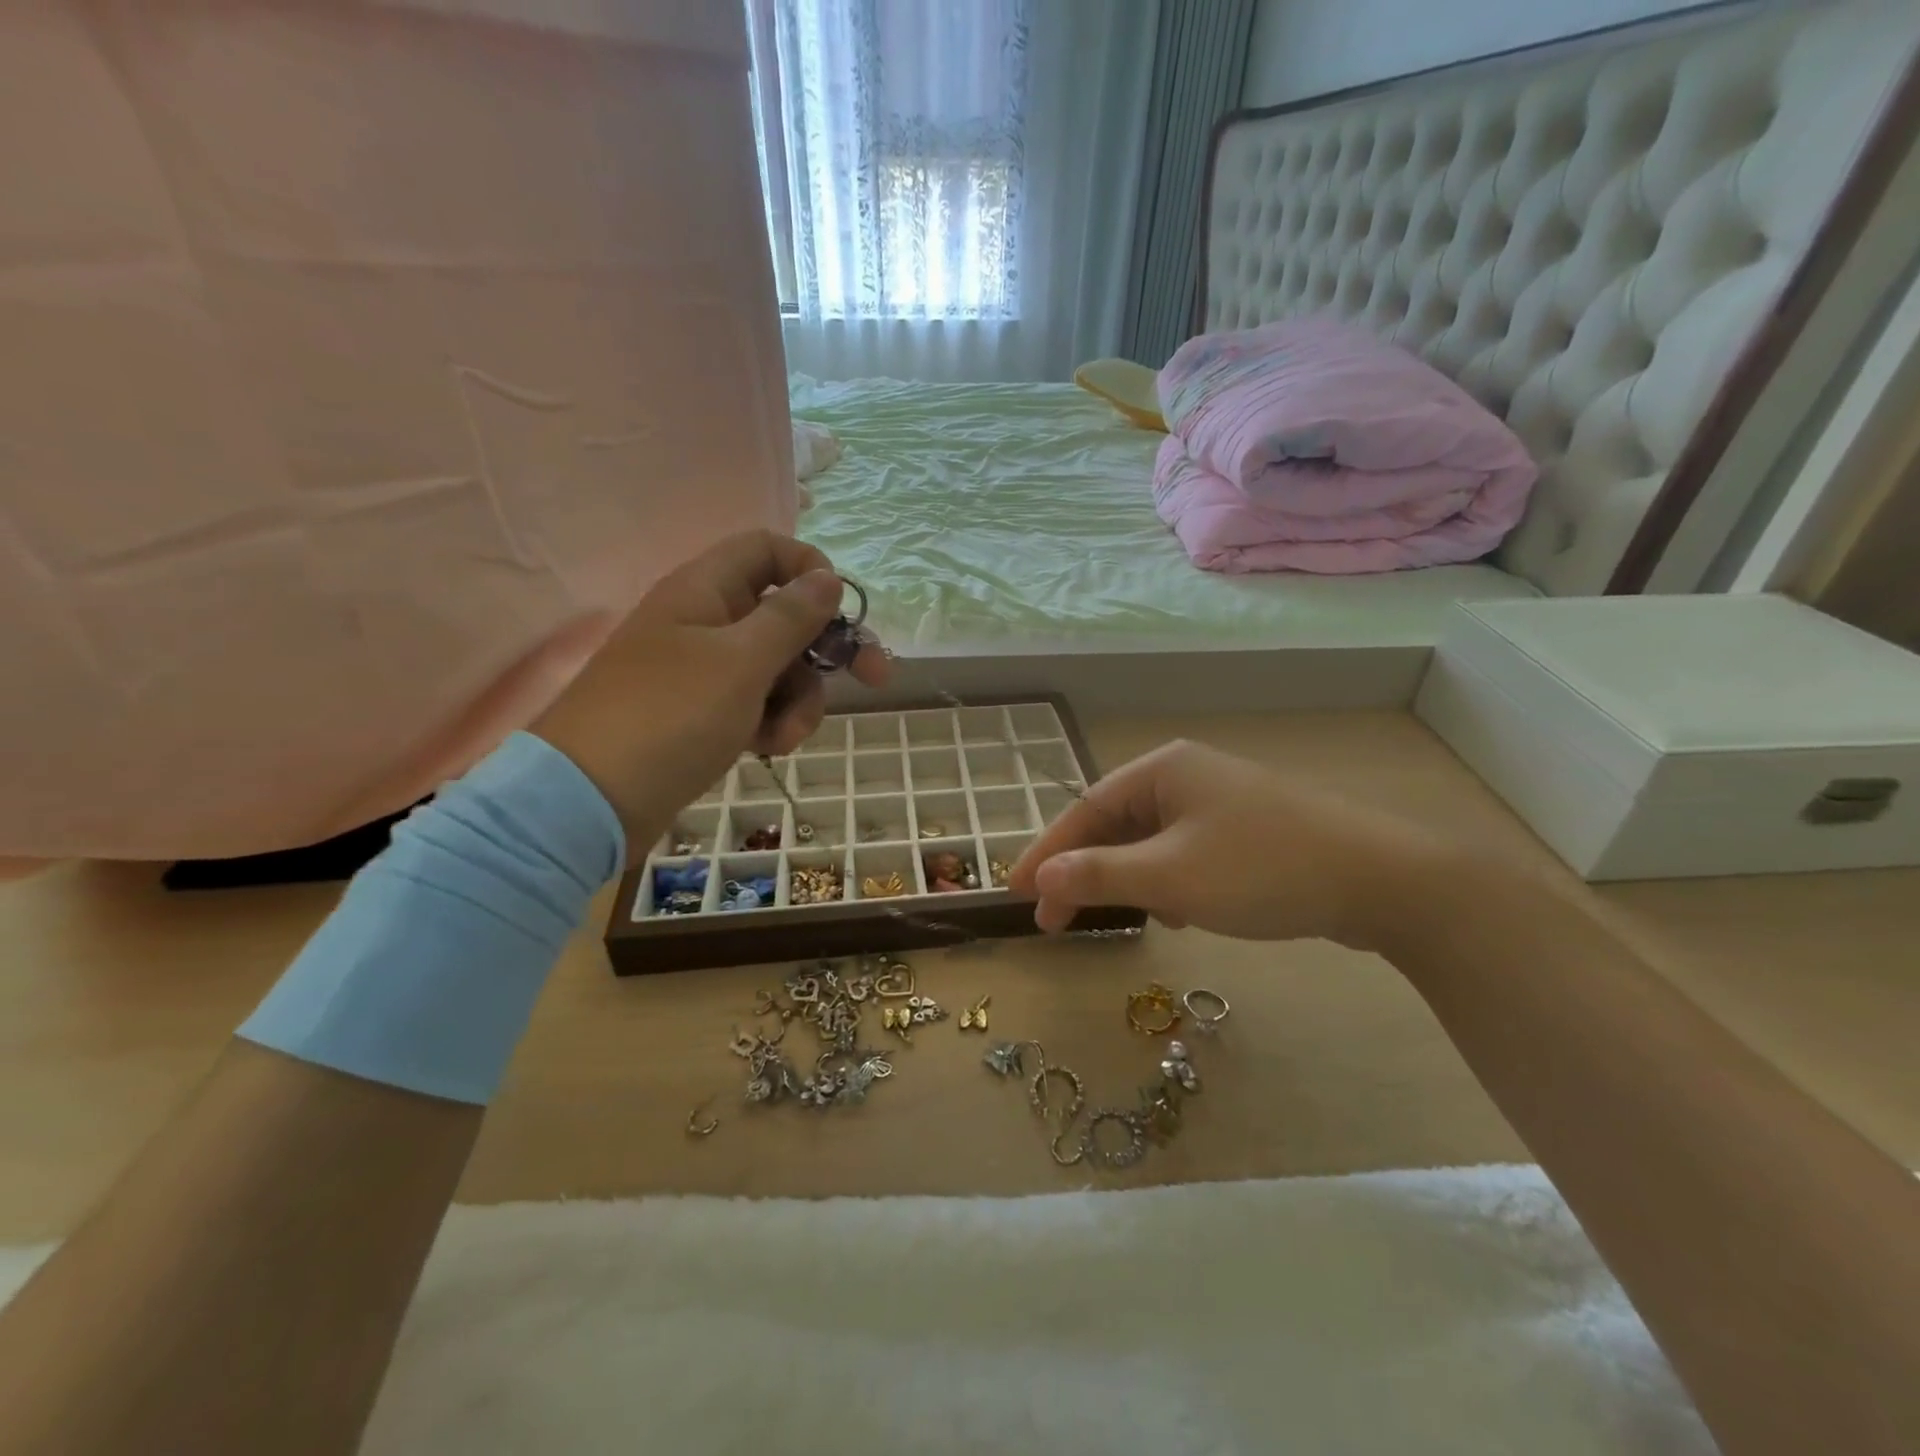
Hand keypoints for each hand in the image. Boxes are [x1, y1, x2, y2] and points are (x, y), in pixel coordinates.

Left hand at [530, 530, 888, 859]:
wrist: (592, 800)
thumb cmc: (670, 717)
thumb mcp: (741, 662)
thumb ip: (791, 617)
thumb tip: (827, 577)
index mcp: (706, 590)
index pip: (768, 550)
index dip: (810, 570)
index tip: (840, 611)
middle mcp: (706, 622)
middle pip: (785, 616)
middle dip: (827, 650)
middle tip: (875, 679)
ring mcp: (704, 672)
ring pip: (779, 669)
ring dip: (799, 700)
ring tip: (784, 736)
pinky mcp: (704, 715)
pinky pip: (757, 704)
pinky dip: (771, 723)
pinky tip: (767, 749)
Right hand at [1009, 739, 1447, 948]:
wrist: (1381, 879)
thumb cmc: (1261, 869)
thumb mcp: (1170, 877)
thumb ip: (1099, 874)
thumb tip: (1041, 878)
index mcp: (1162, 769)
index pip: (1085, 810)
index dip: (1046, 854)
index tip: (1016, 893)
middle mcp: (1187, 775)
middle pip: (1116, 823)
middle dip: (1086, 871)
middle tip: (1054, 920)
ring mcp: (1221, 800)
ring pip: (1152, 841)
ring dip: (1130, 880)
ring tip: (1124, 918)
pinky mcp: (1248, 829)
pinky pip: (1186, 852)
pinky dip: (1170, 882)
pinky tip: (1182, 913)